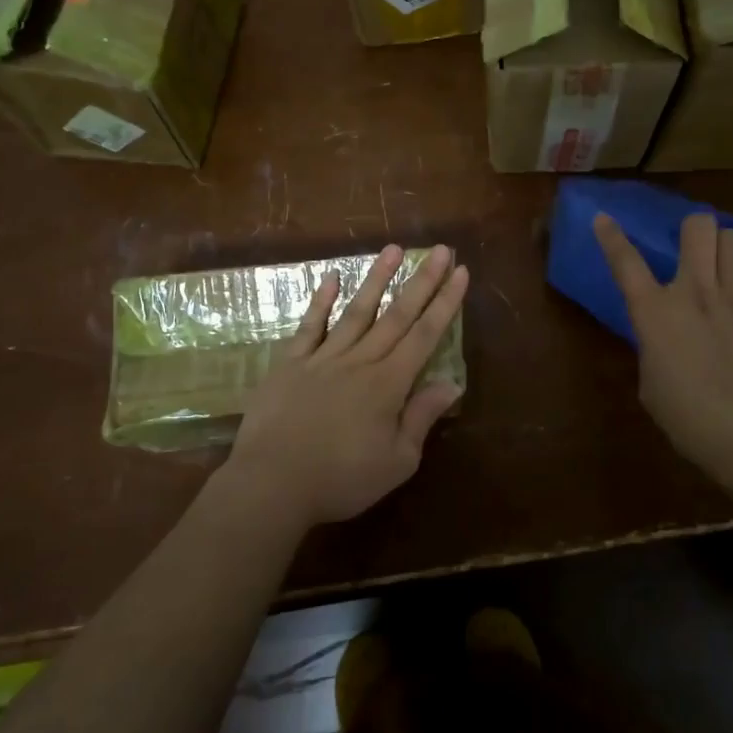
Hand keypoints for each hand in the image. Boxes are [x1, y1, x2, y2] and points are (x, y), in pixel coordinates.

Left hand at [218, 244, 467, 531]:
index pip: (425, 335)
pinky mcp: (291, 363)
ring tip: (394, 249)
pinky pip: (310, 326)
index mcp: (389, 384)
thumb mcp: (397, 462)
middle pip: (397, 314)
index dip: (445, 303)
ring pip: (357, 311)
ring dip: (377, 278)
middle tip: (440, 249)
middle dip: (422, 281)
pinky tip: (331, 277)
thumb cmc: (340, 480)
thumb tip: (451, 383)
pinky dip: (321, 301)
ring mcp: (323, 358)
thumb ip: (422, 417)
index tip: (460, 272)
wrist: (272, 484)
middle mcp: (360, 361)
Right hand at [594, 212, 732, 490]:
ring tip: (731, 268)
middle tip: (695, 249)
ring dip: (729, 249)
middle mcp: (695, 292)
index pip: (625, 263)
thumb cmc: (692, 423)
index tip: (604, 218)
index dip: (611, 237)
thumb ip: (654, 351)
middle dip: (694, 230)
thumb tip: (665, 341)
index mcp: (655, 313)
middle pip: (696, 227)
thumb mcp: (652, 388)